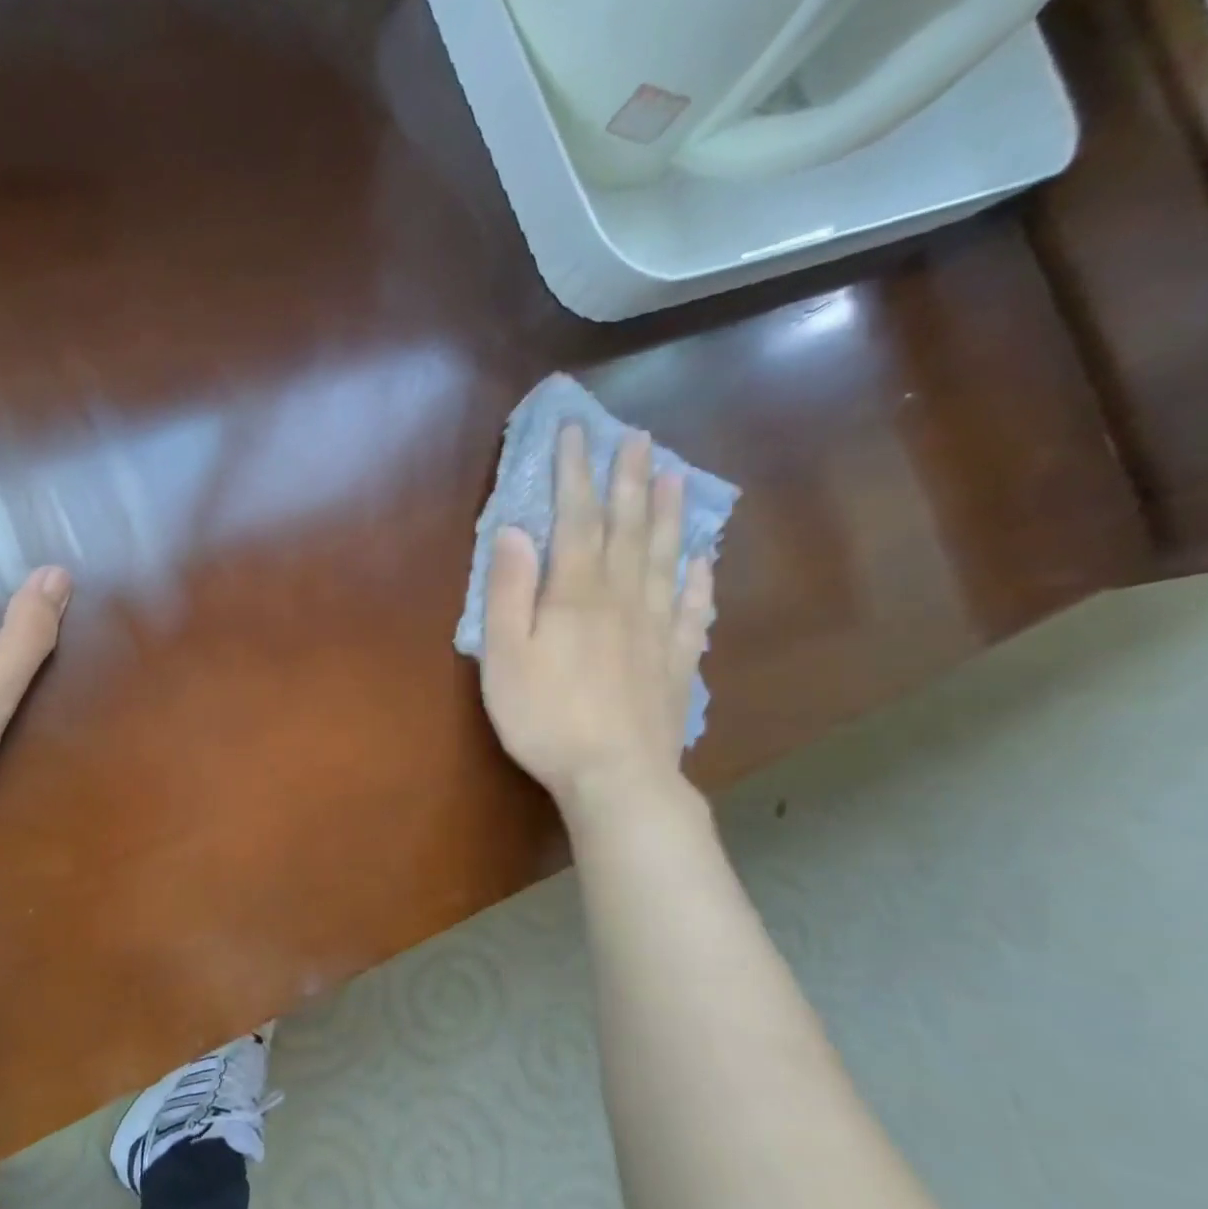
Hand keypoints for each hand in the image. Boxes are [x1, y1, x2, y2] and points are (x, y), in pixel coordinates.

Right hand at [481, 423, 713, 819]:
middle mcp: (623, 598)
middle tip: (639, 438)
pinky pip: (693, 609)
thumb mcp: (505, 655)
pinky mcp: (677, 661)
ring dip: (668, 515)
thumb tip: (514, 531)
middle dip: (629, 480)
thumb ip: (509, 591)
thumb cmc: (545, 717)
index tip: (576, 432)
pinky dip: (698, 579)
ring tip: (676, 477)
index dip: (575, 473)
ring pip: (665, 558)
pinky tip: (702, 560)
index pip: (576, 519)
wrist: (615, 776)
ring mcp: (657, 628)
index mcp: (576, 594)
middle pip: (628, 528)